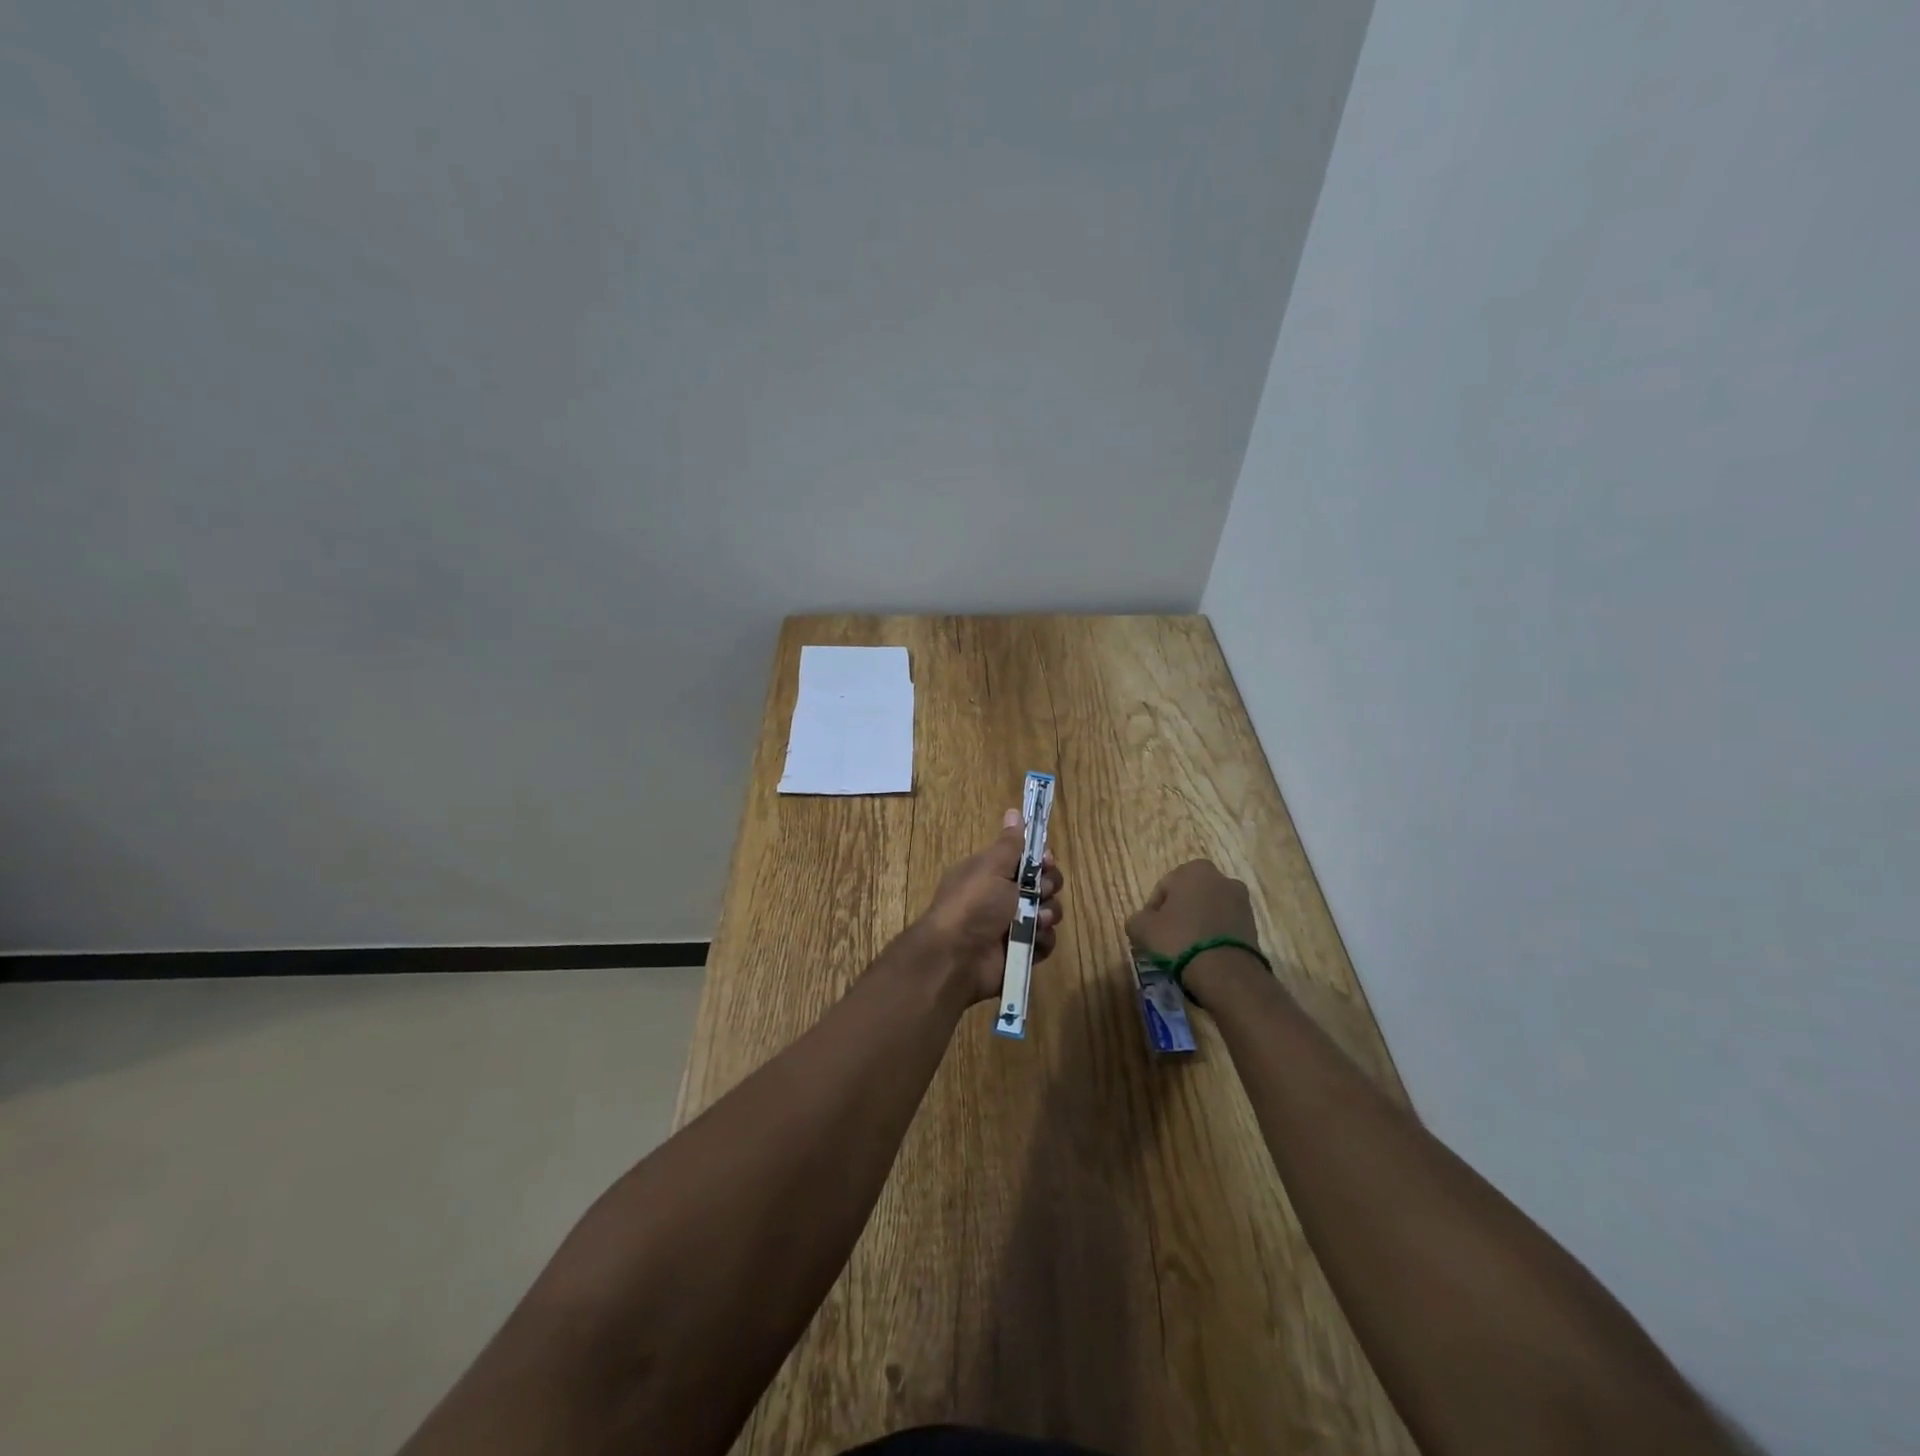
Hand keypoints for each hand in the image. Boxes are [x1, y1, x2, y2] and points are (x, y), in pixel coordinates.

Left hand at [915, 809, 1064, 1003]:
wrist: (956, 956)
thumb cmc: (973, 904)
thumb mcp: (991, 867)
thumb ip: (1009, 843)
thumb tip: (1014, 811)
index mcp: (992, 873)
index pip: (1026, 860)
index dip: (1041, 860)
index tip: (1046, 860)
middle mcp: (1002, 897)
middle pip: (1042, 885)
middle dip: (1048, 886)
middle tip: (1039, 891)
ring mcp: (1012, 926)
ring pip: (1047, 913)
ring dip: (1047, 913)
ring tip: (1035, 920)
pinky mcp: (1020, 952)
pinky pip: (1044, 941)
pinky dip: (1043, 940)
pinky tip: (1033, 940)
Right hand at [1126, 859, 1257, 960]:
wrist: (1226, 972)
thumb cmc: (1179, 940)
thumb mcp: (1142, 929)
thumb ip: (1136, 919)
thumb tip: (1141, 922)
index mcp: (1193, 869)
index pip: (1163, 888)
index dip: (1153, 911)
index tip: (1150, 932)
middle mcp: (1220, 877)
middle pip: (1188, 896)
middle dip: (1178, 913)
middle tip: (1167, 939)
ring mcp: (1241, 900)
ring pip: (1208, 910)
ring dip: (1198, 924)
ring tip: (1187, 950)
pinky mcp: (1253, 923)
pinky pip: (1224, 925)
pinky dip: (1214, 935)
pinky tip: (1205, 954)